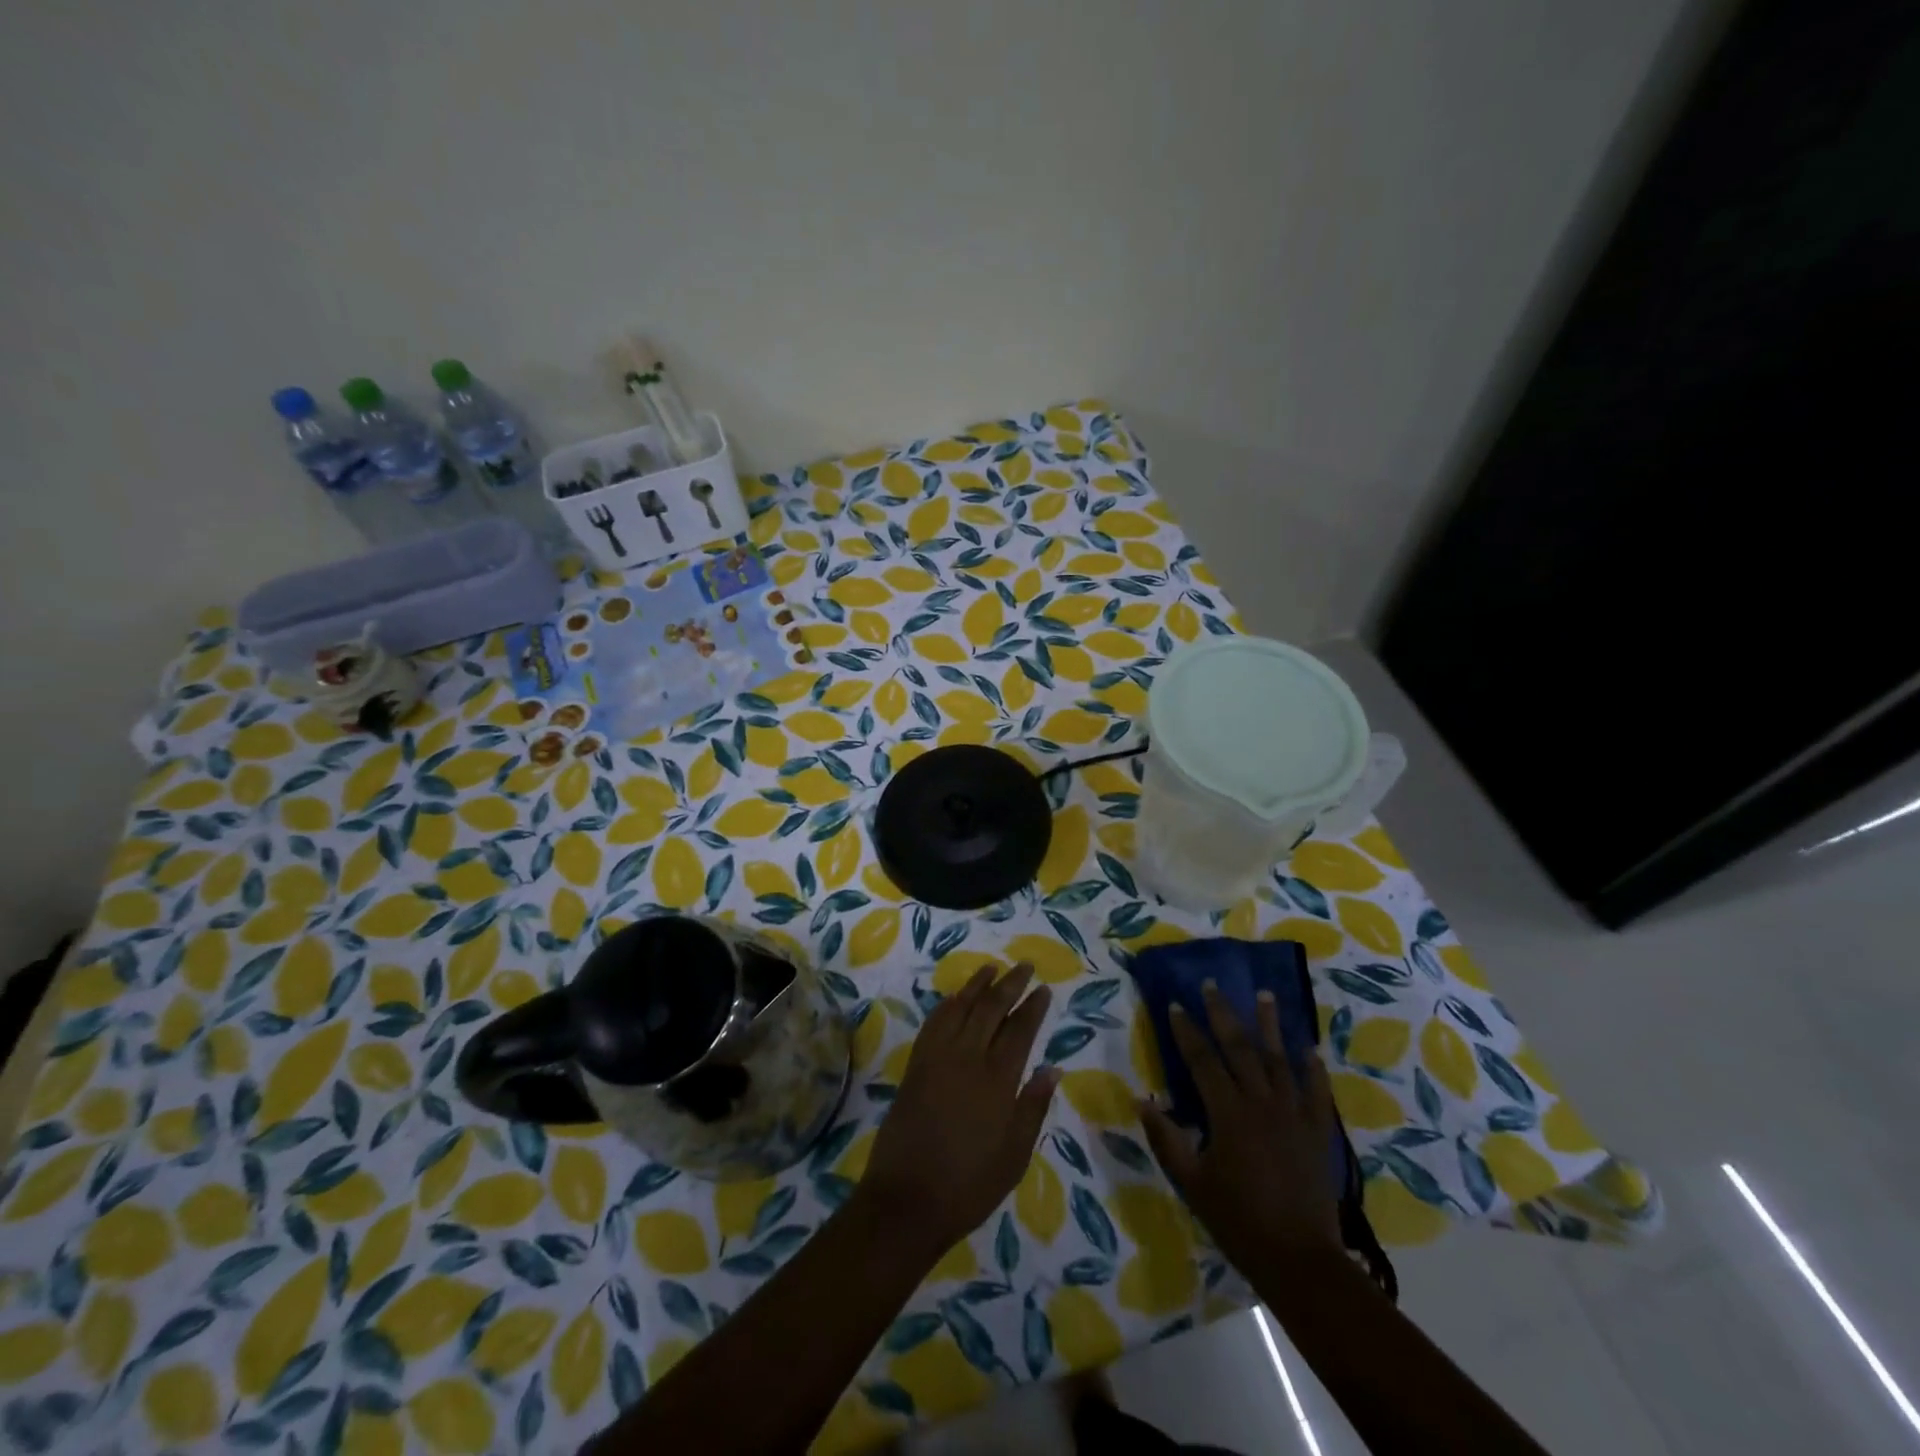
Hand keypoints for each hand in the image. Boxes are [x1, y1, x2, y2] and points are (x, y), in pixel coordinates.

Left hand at [861, 963, 1058, 1254]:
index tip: (1043, 988)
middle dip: (1009, 985)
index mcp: (997, 1081)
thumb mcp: (1013, 1156)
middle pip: (991, 1009)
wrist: (906, 1200)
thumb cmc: (969, 1185)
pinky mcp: (915, 1066)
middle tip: (1023, 966)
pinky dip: (947, 1005)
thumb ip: (1033, 1108)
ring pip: (960, 1008)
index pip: (1020, 1031)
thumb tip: (1052, 1069)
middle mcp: (967, 1059)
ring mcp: (937, 1059)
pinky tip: (954, 998)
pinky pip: (933, 1024)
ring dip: (977, 985)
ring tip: (991, 969)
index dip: (1033, 1007)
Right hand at [1138, 982, 1342, 1281]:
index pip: (1202, 1060)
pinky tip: (1308, 1047)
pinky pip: (1317, 1091)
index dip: (1186, 1031)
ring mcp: (1294, 1115)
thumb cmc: (1238, 1220)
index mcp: (1228, 1113)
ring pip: (1280, 1059)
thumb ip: (1166, 1138)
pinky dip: (1312, 1067)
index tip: (1174, 1004)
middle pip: (1240, 1048)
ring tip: (1264, 994)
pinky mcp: (1318, 1131)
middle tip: (1212, 984)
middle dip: (1223, 1013)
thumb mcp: (1191, 1182)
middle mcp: (1262, 1103)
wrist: (1299, 1260)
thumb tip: (1141, 1099)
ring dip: (1270, 1025)